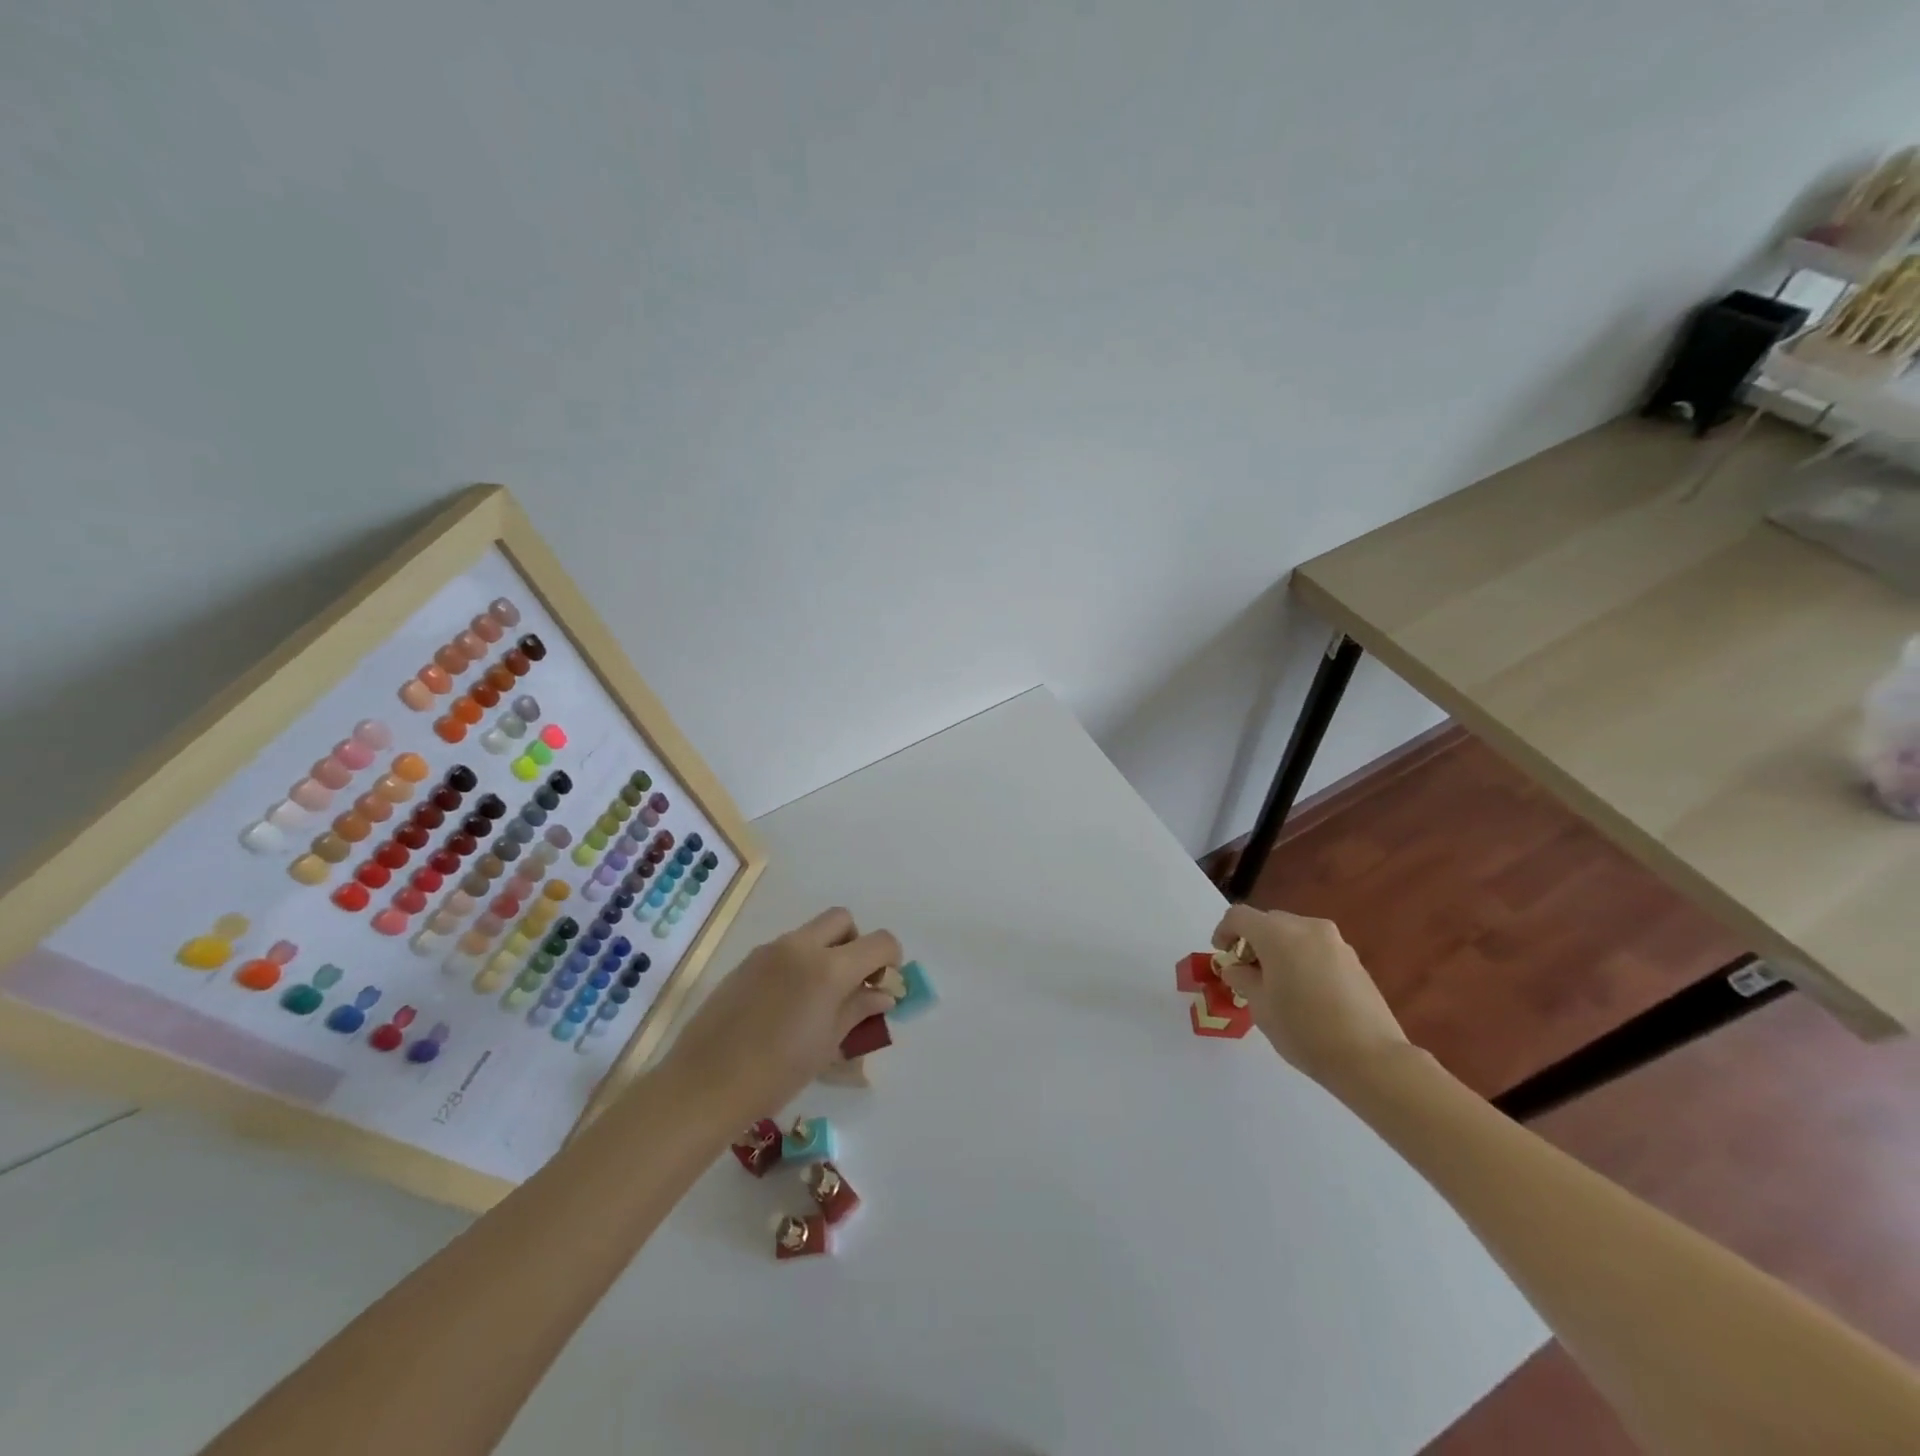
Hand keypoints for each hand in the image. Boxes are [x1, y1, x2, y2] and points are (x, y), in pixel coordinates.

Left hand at [660, 907, 900, 1115]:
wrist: (705, 1084)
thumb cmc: (777, 1072)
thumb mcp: (828, 1044)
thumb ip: (858, 1009)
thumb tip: (882, 993)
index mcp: (829, 968)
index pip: (879, 941)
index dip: (891, 959)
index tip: (883, 985)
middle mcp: (801, 947)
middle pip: (842, 919)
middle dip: (855, 942)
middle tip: (851, 981)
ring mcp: (770, 950)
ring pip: (811, 932)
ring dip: (825, 952)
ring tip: (817, 1000)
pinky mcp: (746, 962)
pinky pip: (785, 949)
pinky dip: (798, 963)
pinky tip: (785, 1005)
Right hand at [1212, 904, 1411, 1093]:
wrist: (1371, 1058)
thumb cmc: (1304, 1030)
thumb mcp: (1260, 1006)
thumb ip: (1242, 979)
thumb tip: (1237, 968)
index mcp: (1277, 934)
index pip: (1239, 916)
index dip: (1224, 931)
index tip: (1222, 955)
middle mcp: (1307, 927)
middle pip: (1269, 922)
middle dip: (1253, 942)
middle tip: (1248, 973)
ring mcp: (1335, 942)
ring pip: (1295, 935)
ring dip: (1279, 950)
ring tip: (1278, 985)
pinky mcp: (1354, 960)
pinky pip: (1317, 949)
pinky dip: (1303, 960)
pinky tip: (1306, 993)